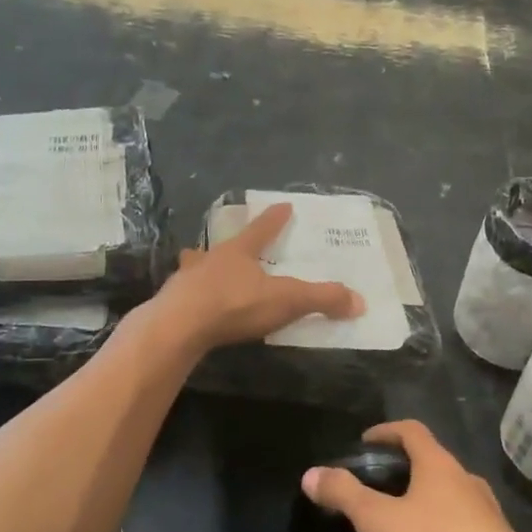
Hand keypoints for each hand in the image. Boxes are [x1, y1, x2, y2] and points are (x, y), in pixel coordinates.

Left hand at [157, 202, 363, 349]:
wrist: (178, 327)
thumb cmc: (234, 304)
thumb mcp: (286, 300)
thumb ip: (321, 299)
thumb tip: (360, 301)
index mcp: (238, 252)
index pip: (262, 229)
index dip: (274, 218)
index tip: (283, 205)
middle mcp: (210, 259)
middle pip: (222, 247)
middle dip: (229, 246)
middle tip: (231, 247)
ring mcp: (186, 280)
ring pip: (196, 267)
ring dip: (201, 268)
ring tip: (202, 270)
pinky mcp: (170, 304)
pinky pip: (184, 296)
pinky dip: (190, 297)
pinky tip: (190, 305)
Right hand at [302, 421, 531, 531]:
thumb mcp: (378, 520)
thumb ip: (343, 495)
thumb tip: (311, 474)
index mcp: (438, 464)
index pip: (411, 430)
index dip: (386, 431)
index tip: (364, 442)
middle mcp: (464, 480)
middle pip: (430, 464)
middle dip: (401, 474)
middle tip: (374, 490)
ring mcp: (484, 513)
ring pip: (445, 501)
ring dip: (420, 509)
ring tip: (394, 531)